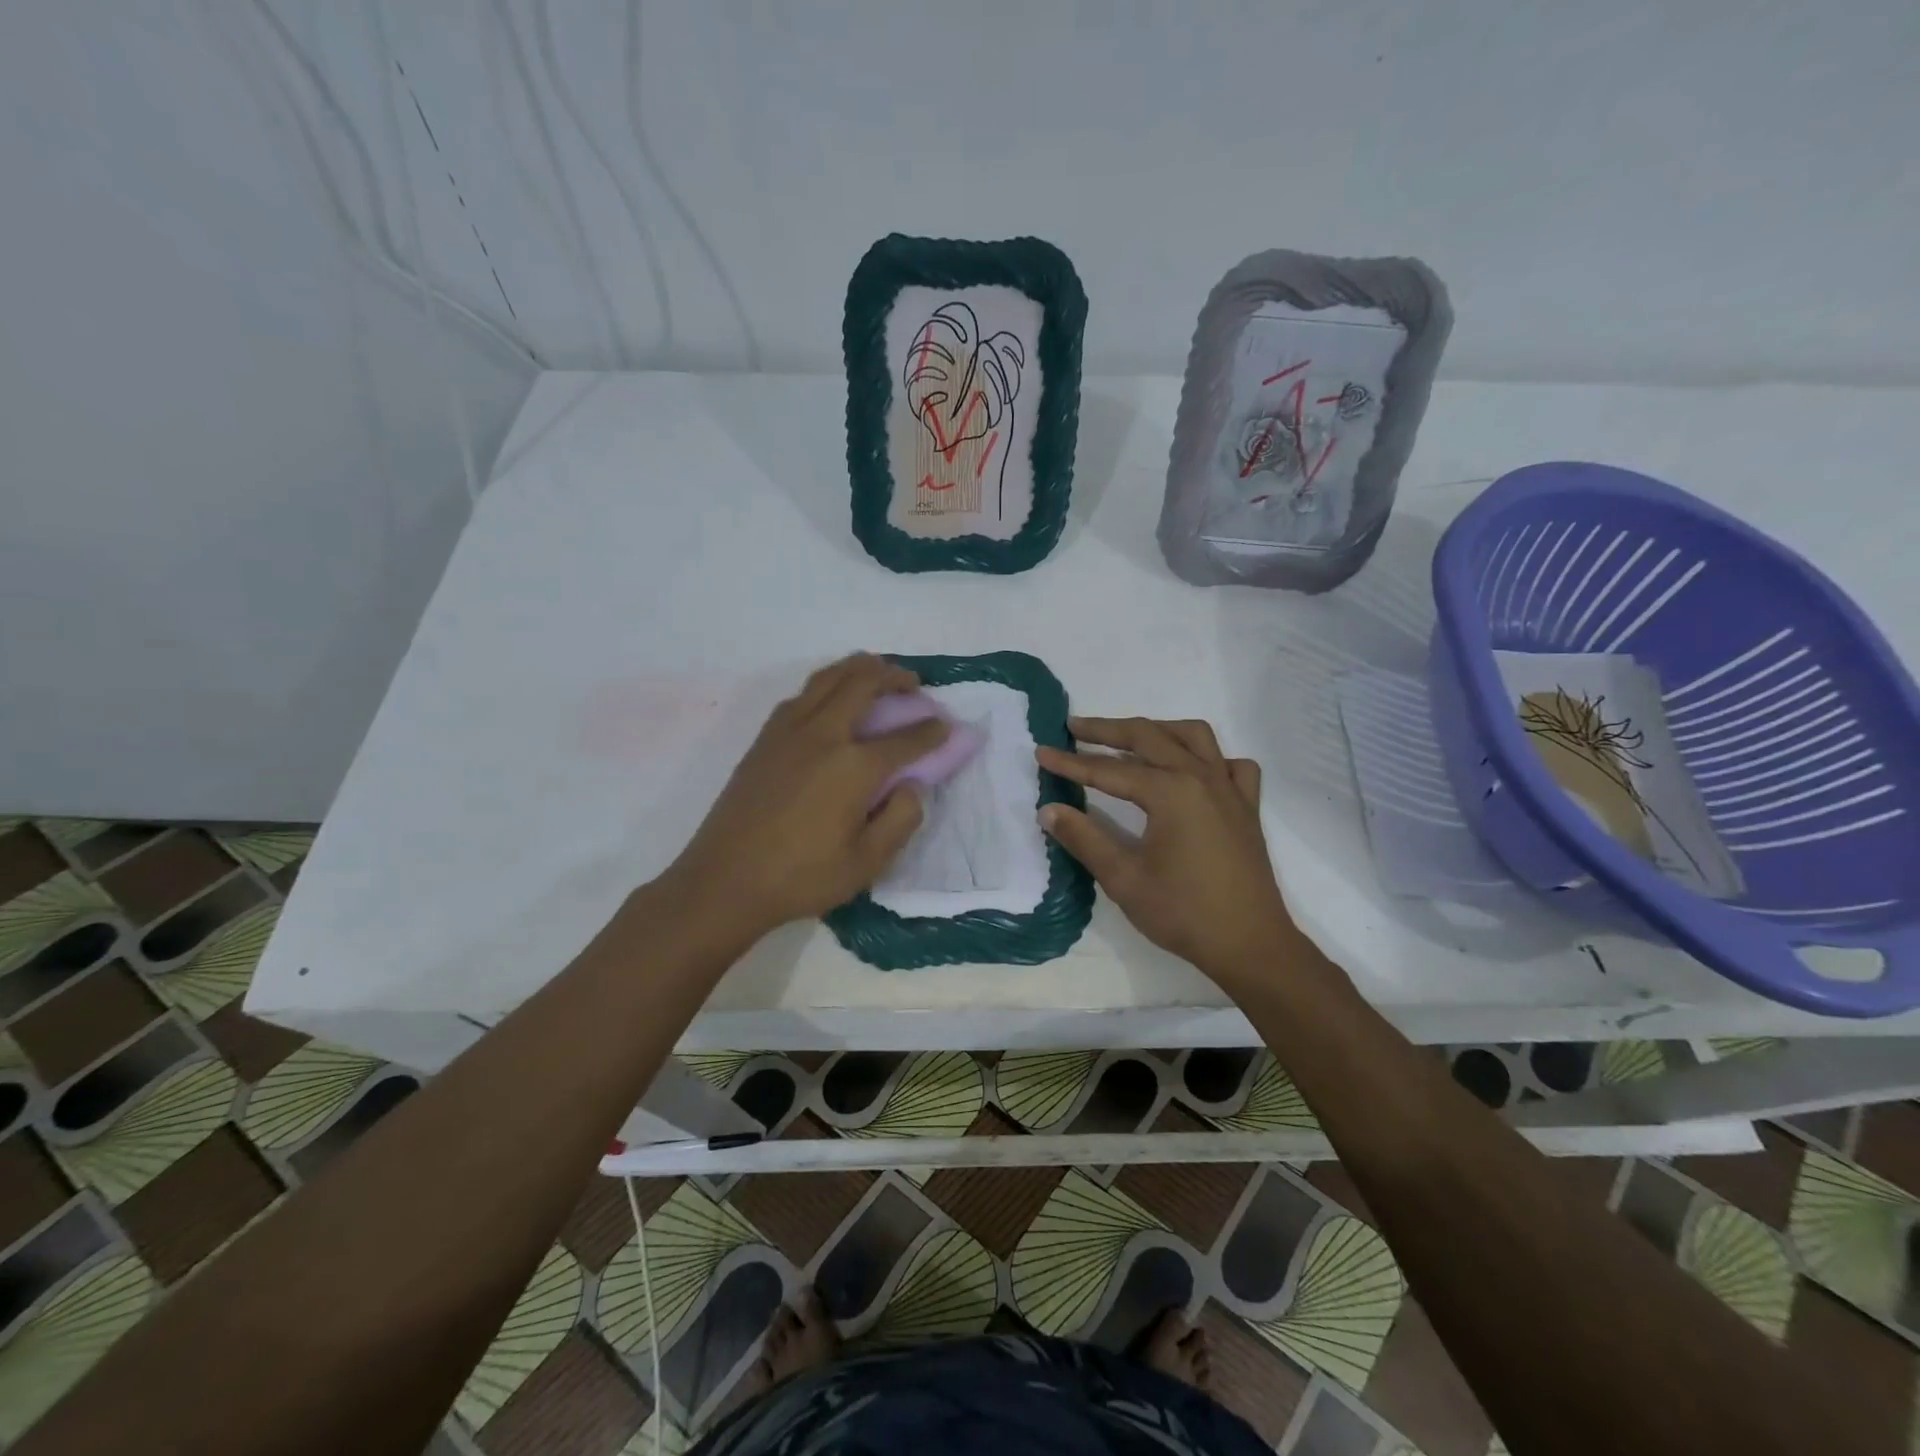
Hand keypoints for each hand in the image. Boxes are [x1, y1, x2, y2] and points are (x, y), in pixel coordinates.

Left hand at [665, 654, 946, 938]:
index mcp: (853, 766)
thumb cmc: (801, 877)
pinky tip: (832, 699)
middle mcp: (823, 734)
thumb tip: (913, 785)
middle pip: (864, 683)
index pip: (905, 738)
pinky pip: (803, 693)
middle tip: (913, 684)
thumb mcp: (867, 863)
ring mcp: (789, 731)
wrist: (724, 880)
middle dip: (895, 677)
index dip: (932, 731)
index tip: (946, 726)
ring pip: (829, 677)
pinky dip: (828, 683)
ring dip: (859, 668)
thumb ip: (901, 819)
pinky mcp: (765, 738)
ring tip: (877, 673)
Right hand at [1037, 717, 1292, 982]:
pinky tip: (1192, 770)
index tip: (1041, 752)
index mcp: (1170, 791)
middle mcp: (1201, 777)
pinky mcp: (1247, 807)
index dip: (1071, 762)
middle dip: (1107, 730)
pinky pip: (1230, 764)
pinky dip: (1209, 757)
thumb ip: (1084, 838)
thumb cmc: (1183, 913)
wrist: (1250, 945)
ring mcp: (1229, 789)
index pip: (1108, 770)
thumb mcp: (1124, 879)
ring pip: (1193, 737)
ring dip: (1157, 730)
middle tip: (1074, 728)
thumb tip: (1049, 809)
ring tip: (1129, 739)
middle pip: (1148, 737)